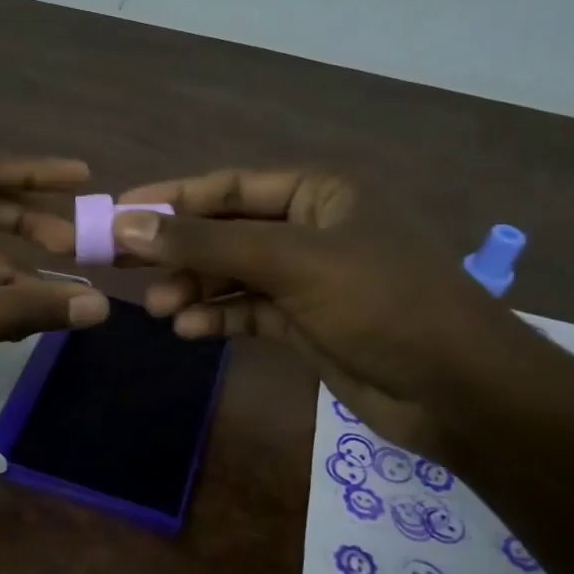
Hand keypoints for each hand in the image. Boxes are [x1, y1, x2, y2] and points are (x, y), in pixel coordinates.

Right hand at [110, 168, 516, 452]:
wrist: (454, 389)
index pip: (231, 185)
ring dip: (196, 288)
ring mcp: (309, 279)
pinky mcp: (306, 322)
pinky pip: (250, 312)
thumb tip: (129, 223)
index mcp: (319, 193)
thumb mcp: (292, 262)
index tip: (119, 212)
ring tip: (160, 309)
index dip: (173, 197)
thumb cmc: (381, 303)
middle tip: (125, 267)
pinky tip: (191, 332)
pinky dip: (221, 319)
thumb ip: (209, 242)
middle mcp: (312, 228)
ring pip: (235, 275)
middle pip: (227, 230)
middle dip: (180, 250)